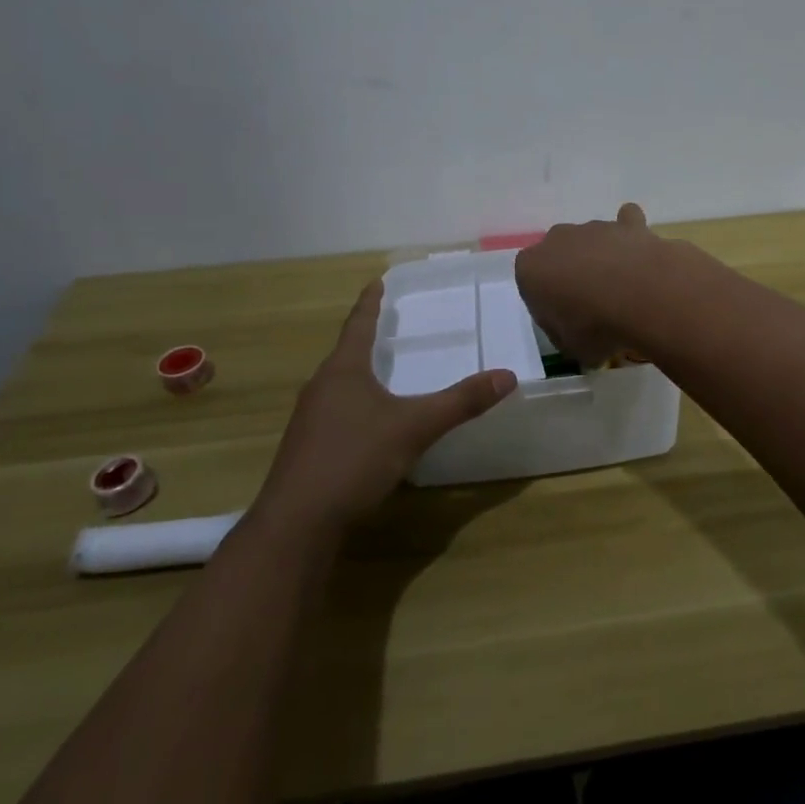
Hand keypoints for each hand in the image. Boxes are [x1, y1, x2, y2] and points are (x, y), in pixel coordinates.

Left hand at [258, 282, 515, 533]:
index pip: (359, 324)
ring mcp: (309, 419)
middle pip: (346, 353)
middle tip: (390, 324)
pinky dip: (356, 405)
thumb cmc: (353, 460)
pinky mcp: (307, 448)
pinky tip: (370, 424)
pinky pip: (336, 412)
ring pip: (340, 385)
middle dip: (367, 338)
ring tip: (383, 370)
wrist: (297, 523)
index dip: (370, 302)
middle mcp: (321, 387)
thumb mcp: (414, 428)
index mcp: (343, 370)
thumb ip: (460, 402)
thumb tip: (507, 376)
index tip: (378, 280)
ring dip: (361, 373)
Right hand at [515, 203, 660, 365]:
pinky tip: (639, 254)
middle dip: (571, 274)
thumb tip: (576, 332)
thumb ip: (565, 334)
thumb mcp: (570, 348)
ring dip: (601, 259)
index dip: (546, 302)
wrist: (642, 296)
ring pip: (591, 241)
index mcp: (531, 268)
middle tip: (592, 305)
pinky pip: (626, 222)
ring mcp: (593, 228)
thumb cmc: (595, 326)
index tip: (564, 320)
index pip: (530, 282)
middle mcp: (556, 240)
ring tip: (623, 291)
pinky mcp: (627, 224)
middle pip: (559, 256)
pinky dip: (630, 234)